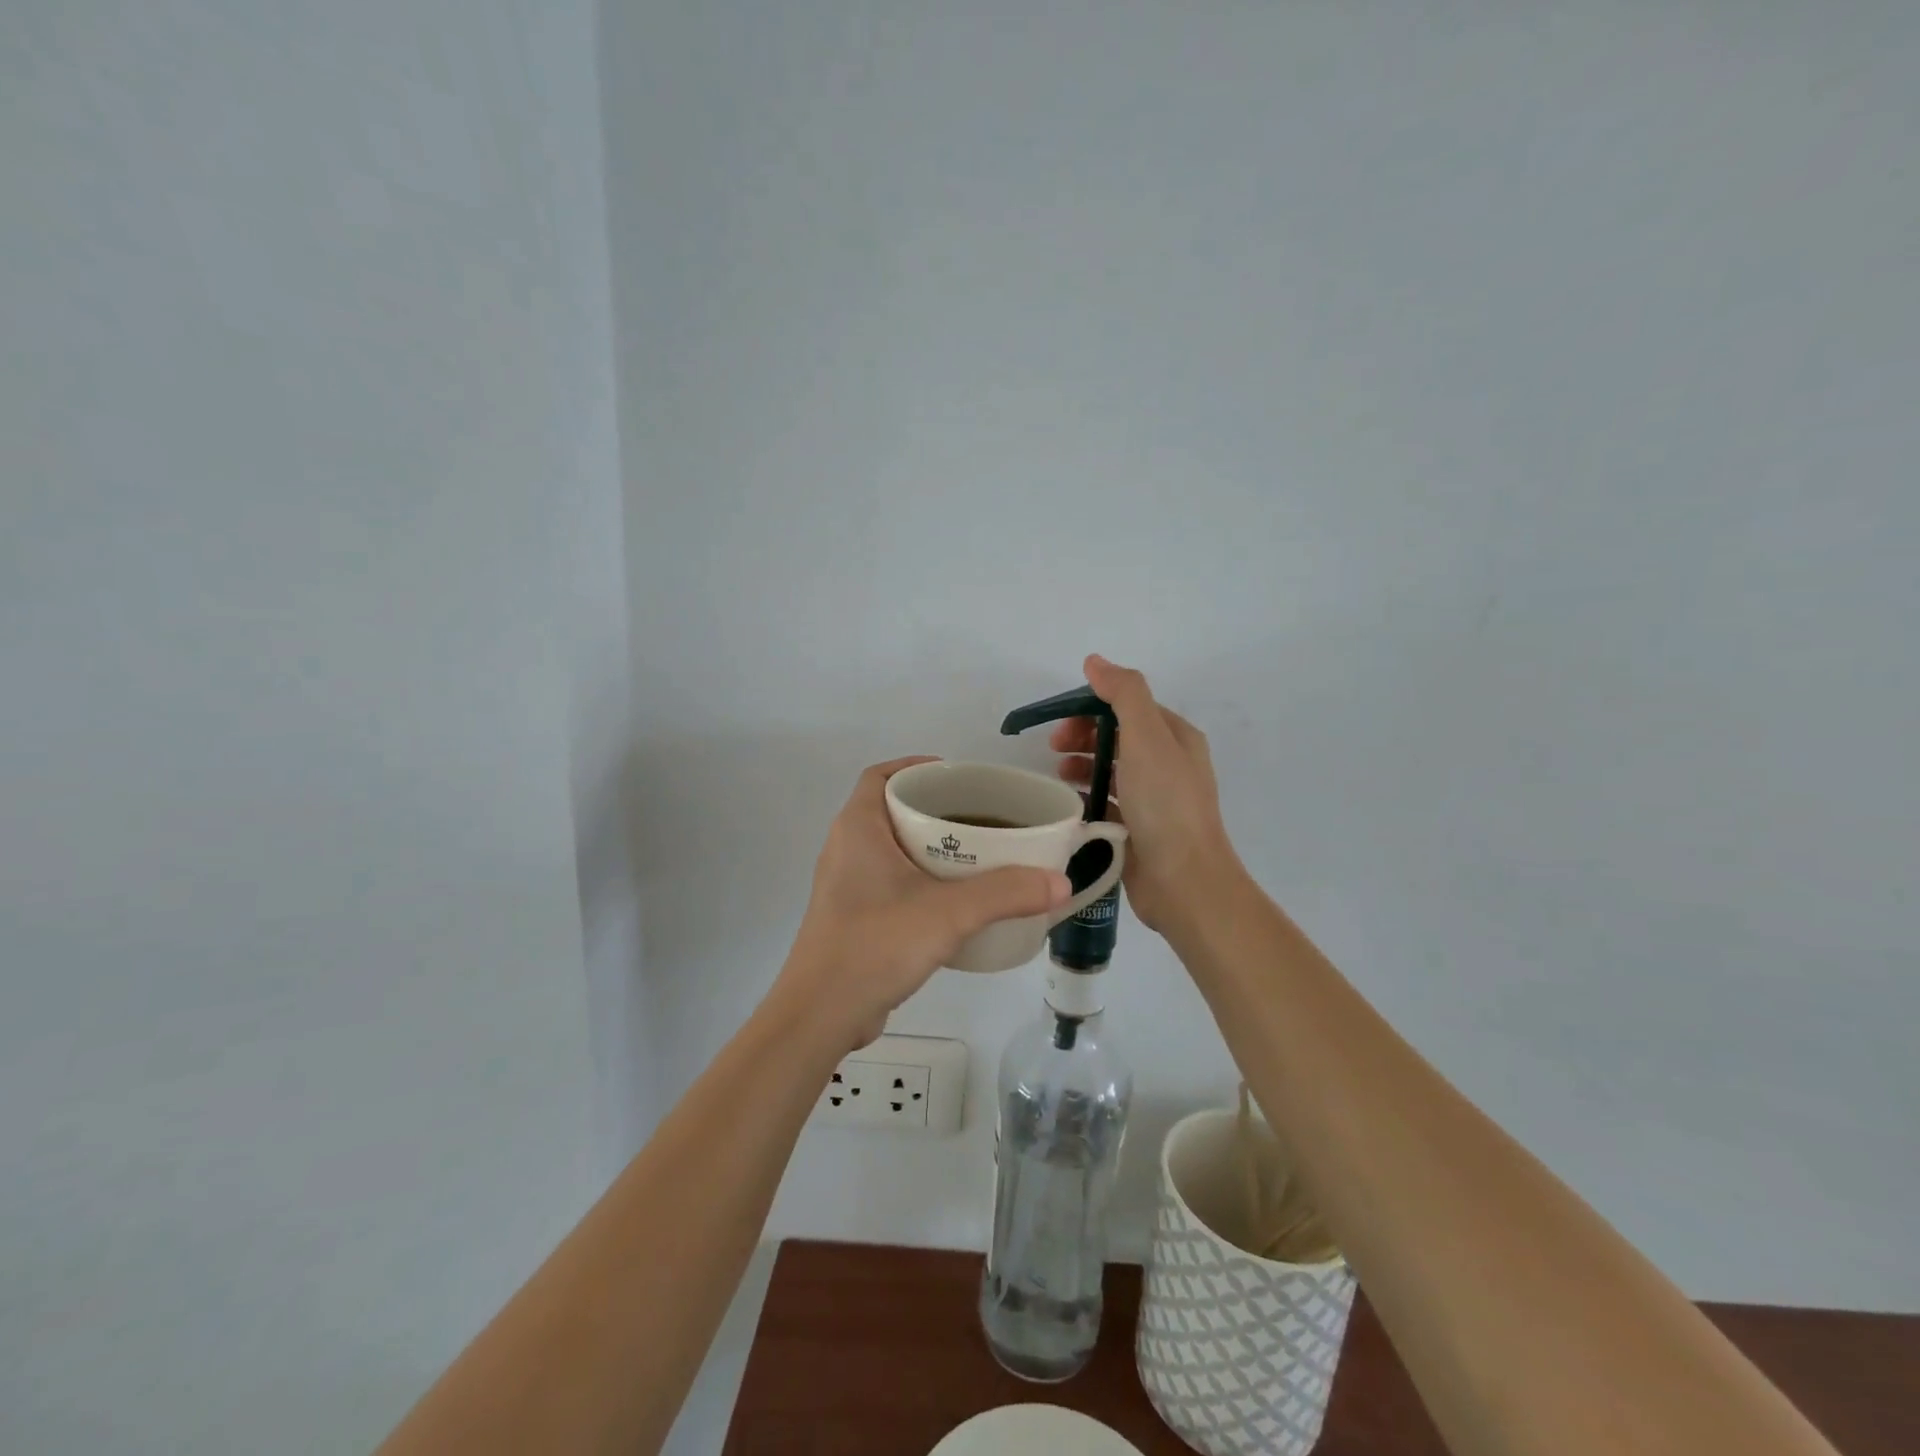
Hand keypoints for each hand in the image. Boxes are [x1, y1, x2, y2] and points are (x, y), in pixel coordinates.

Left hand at [774, 758, 1071, 1048]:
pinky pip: (890, 882)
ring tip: (976, 855)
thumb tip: (1060, 881)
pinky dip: (920, 880)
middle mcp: (846, 848)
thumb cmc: (876, 944)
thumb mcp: (949, 913)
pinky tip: (954, 901)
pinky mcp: (852, 918)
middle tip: (980, 817)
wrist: (821, 1015)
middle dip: (934, 808)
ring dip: (928, 847)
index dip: (916, 766)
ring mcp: (846, 886)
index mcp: (858, 827)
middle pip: (891, 810)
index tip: (957, 777)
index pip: (880, 775)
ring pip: (892, 849)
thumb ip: (1006, 893)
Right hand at [1051, 655, 1243, 933]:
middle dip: (1084, 736)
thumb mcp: (1147, 737)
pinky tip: (1070, 804)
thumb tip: (1095, 662)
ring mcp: (1155, 800)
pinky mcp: (1139, 829)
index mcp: (1176, 737)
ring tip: (1058, 775)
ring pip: (1112, 770)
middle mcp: (1168, 764)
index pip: (1129, 707)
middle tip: (1053, 748)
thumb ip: (1123, 694)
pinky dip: (1088, 797)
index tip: (1061, 722)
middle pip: (1118, 736)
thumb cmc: (1165, 804)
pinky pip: (1109, 803)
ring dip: (1083, 765)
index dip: (1092, 707)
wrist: (1184, 881)